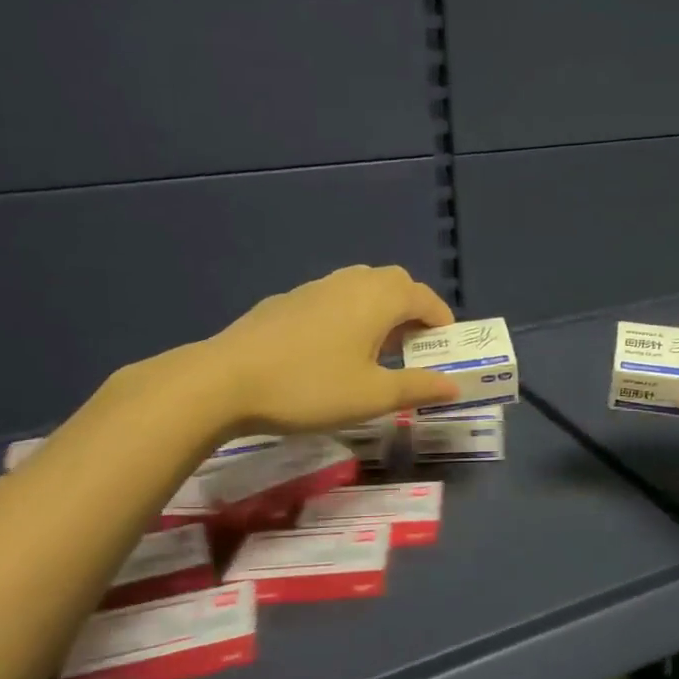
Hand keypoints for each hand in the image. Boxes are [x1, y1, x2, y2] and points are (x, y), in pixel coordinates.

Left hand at [165, 265, 459, 438]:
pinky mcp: (287, 301)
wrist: (224, 381)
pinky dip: (349, 315)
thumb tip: (454, 385)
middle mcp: (351, 282)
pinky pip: (333, 299)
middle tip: (414, 348)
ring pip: (362, 288)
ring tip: (377, 350)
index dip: (442, 321)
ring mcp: (315, 288)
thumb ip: (418, 387)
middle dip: (412, 311)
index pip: (426, 298)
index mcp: (379, 298)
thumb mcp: (373, 396)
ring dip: (380, 312)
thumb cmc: (311, 387)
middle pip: (395, 284)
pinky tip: (332, 351)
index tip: (446, 349)